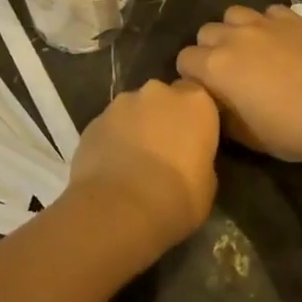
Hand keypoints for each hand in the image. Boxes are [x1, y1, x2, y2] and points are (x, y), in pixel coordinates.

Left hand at [66, 79, 218, 256]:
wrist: (119, 208)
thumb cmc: (176, 197)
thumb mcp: (207, 185)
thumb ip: (199, 159)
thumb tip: (189, 160)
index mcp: (195, 102)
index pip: (198, 97)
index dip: (194, 118)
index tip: (193, 141)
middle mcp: (158, 92)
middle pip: (163, 99)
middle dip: (162, 118)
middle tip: (163, 152)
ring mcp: (121, 102)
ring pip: (133, 110)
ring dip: (135, 128)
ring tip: (133, 163)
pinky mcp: (93, 120)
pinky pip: (109, 127)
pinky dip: (112, 141)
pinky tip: (111, 169)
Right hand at [176, 4, 301, 164]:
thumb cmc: (293, 130)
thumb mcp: (248, 136)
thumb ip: (222, 114)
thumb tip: (215, 102)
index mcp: (216, 66)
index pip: (184, 59)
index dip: (192, 75)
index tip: (207, 90)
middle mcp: (234, 36)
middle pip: (206, 32)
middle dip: (210, 50)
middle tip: (229, 72)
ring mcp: (265, 23)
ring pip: (234, 14)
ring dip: (235, 31)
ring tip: (251, 50)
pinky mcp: (293, 18)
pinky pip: (268, 12)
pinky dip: (268, 24)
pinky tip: (280, 42)